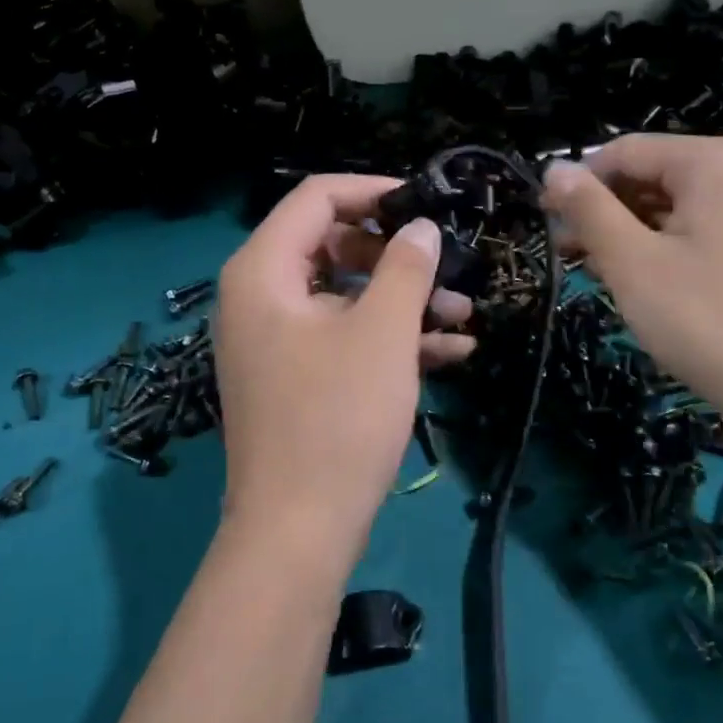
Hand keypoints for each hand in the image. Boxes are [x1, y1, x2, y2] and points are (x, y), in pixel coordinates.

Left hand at [214, 175, 475, 571]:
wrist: (298, 530)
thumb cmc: (337, 418)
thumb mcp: (381, 334)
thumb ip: (405, 268)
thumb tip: (421, 229)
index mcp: (263, 272)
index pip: (315, 198)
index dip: (373, 193)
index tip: (426, 206)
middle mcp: (259, 298)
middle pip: (331, 246)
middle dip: (397, 258)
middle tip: (447, 270)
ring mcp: (275, 342)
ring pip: (343, 297)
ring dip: (402, 302)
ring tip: (463, 316)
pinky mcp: (294, 379)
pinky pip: (341, 339)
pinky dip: (387, 340)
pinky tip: (451, 352)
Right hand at [541, 136, 722, 430]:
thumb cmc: (703, 319)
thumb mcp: (631, 261)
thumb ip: (588, 209)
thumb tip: (553, 169)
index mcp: (712, 163)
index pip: (625, 152)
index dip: (578, 181)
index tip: (545, 219)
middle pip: (650, 175)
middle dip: (602, 210)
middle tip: (565, 252)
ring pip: (671, 206)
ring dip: (626, 232)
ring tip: (593, 271)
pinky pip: (696, 230)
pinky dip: (659, 247)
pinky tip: (636, 280)